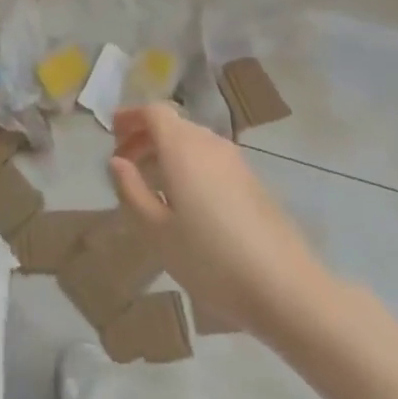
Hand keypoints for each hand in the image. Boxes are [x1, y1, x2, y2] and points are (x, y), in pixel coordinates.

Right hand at [108, 102, 327, 342]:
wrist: (285, 286)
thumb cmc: (210, 257)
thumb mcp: (157, 231)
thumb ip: (131, 191)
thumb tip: (117, 162)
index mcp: (183, 147)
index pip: (154, 112)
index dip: (131, 117)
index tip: (112, 132)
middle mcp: (210, 143)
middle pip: (174, 125)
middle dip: (146, 137)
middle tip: (125, 163)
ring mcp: (236, 161)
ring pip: (193, 142)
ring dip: (167, 152)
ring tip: (151, 185)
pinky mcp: (252, 181)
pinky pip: (210, 159)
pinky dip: (189, 166)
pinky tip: (184, 201)